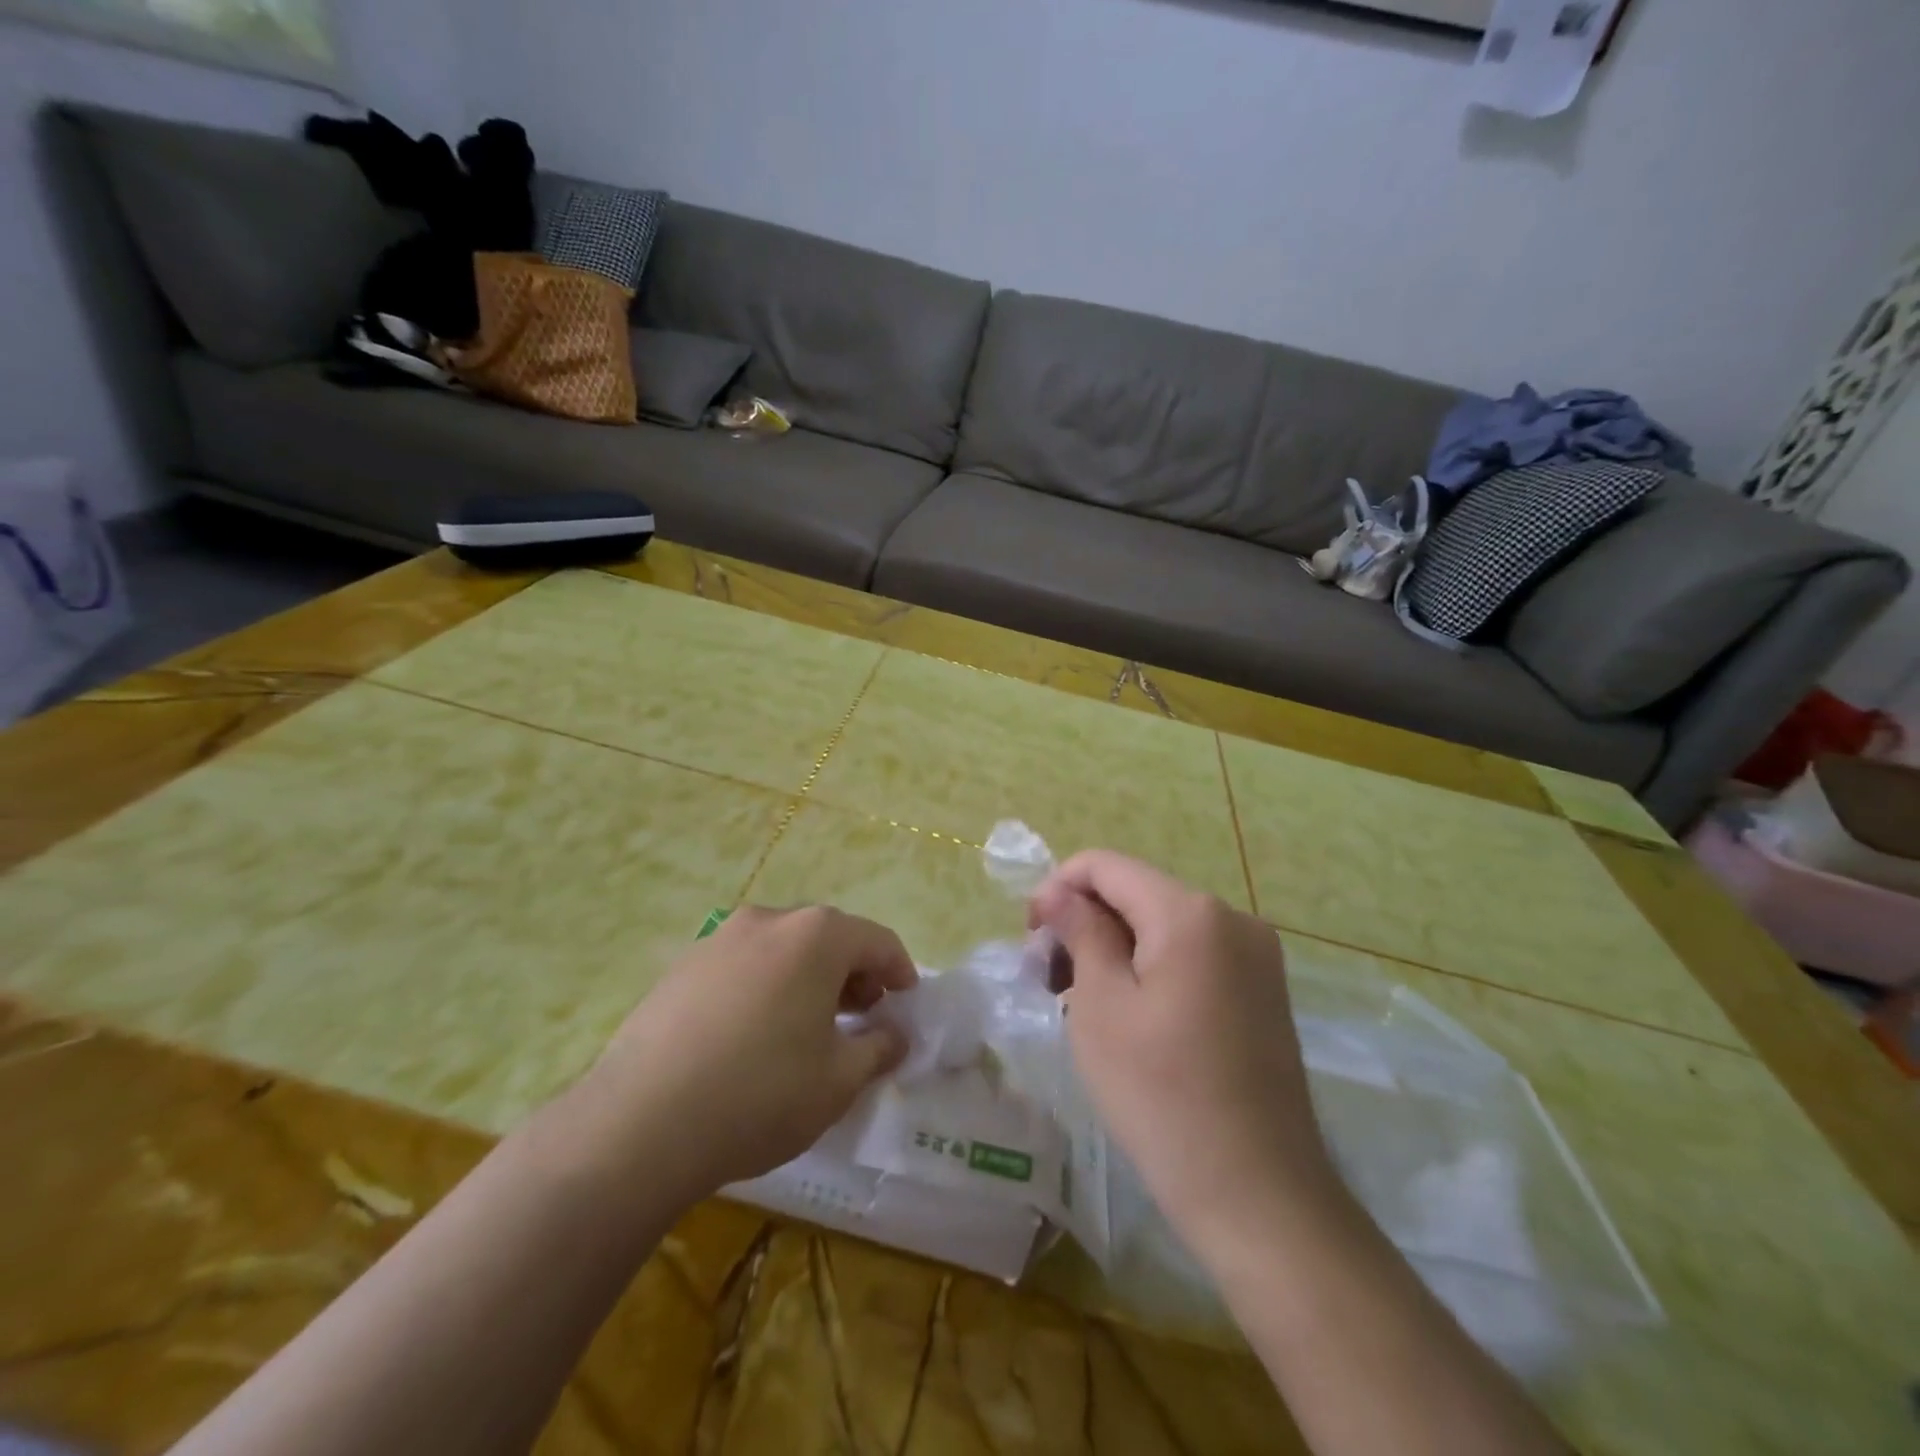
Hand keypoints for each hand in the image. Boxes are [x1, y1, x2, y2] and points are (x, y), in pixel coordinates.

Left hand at [577, 905, 915, 1196]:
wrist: (640, 1124)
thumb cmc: (761, 1094)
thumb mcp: (838, 1080)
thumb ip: (879, 1048)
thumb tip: (895, 1035)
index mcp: (816, 936)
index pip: (877, 940)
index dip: (899, 971)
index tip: (905, 1005)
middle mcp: (768, 921)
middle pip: (828, 937)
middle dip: (853, 973)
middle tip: (860, 1017)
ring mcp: (719, 939)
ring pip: (783, 949)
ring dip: (808, 978)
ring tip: (807, 1027)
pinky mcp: (682, 966)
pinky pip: (742, 965)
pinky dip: (764, 986)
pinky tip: (753, 1034)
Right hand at [1030, 851, 1339, 1257]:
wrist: (1259, 1197)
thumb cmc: (1162, 1096)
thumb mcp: (1101, 1007)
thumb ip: (1080, 932)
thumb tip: (1058, 893)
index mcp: (1191, 913)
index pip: (1105, 866)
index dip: (1057, 889)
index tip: (1031, 939)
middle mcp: (1232, 918)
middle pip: (1135, 893)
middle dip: (1084, 923)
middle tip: (1048, 980)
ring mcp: (1255, 955)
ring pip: (1162, 926)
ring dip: (1113, 948)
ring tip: (1079, 1001)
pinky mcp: (1262, 991)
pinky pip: (1192, 956)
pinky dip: (1149, 969)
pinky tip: (1128, 1015)